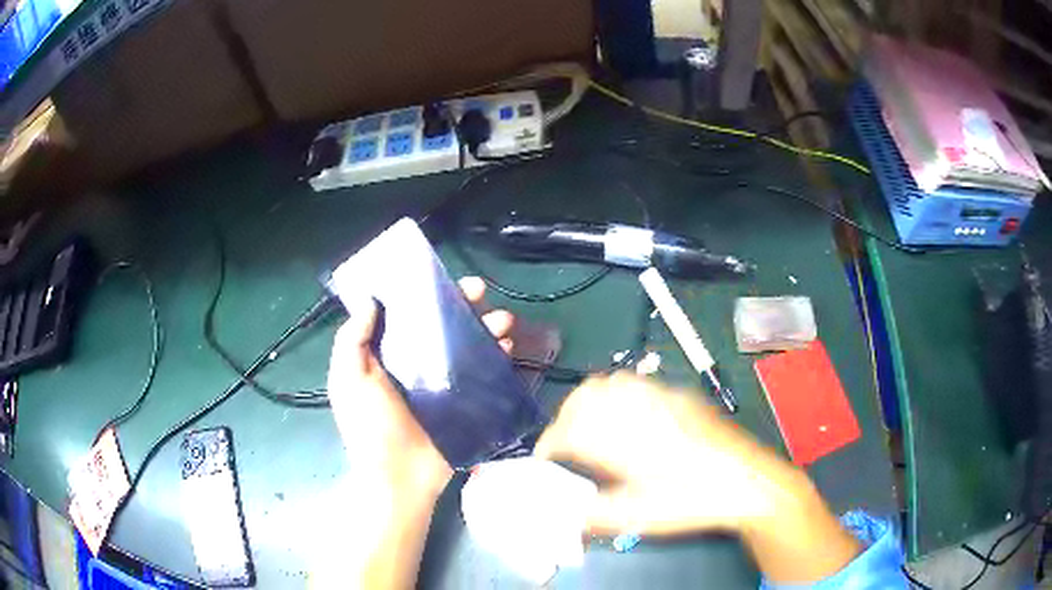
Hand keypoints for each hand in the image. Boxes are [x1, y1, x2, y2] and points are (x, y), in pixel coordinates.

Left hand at [326, 277, 514, 499]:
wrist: (399, 478)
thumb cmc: (370, 428)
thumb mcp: (349, 381)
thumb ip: (352, 342)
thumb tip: (370, 302)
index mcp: (386, 356)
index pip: (407, 316)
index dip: (423, 294)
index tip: (441, 278)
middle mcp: (416, 365)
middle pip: (443, 326)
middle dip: (463, 305)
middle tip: (480, 292)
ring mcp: (444, 384)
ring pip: (468, 345)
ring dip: (487, 327)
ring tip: (503, 320)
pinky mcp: (465, 402)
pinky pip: (484, 374)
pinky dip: (497, 357)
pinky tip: (507, 347)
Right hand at [534, 373, 795, 536]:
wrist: (747, 481)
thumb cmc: (692, 501)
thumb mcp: (641, 516)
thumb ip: (595, 514)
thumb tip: (566, 514)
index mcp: (623, 440)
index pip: (569, 431)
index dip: (549, 443)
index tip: (544, 457)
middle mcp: (638, 410)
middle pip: (585, 396)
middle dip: (566, 416)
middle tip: (565, 441)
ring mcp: (662, 397)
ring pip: (611, 382)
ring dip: (591, 401)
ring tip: (591, 425)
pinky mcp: (681, 396)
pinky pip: (638, 383)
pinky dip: (619, 394)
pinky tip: (627, 416)